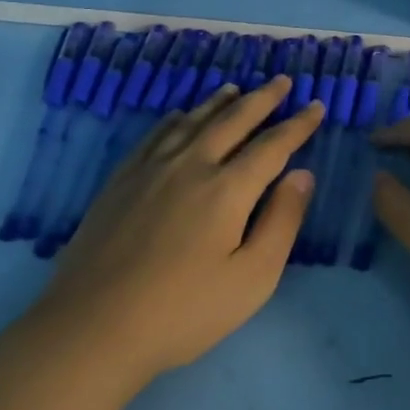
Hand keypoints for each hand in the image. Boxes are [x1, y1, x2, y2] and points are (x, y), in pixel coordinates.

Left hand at [36, 76, 323, 385]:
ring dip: (219, 102)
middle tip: (281, 81)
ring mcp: (150, 170)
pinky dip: (174, 119)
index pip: (272, 145)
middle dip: (262, 99)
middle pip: (233, 121)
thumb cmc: (184, 311)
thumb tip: (303, 174)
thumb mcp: (252, 279)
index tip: (316, 106)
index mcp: (228, 189)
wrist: (93, 328)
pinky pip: (154, 136)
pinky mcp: (120, 182)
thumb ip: (282, 222)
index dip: (298, 125)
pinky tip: (179, 116)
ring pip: (192, 121)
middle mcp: (191, 166)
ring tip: (236, 89)